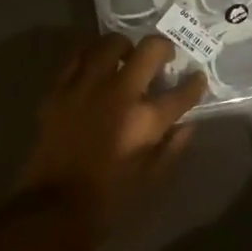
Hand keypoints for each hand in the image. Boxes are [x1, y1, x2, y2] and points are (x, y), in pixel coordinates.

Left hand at [18, 34, 205, 239]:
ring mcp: (86, 86)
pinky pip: (76, 55)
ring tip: (126, 57)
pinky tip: (95, 62)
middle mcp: (118, 94)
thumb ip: (172, 147)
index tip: (196, 78)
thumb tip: (187, 123)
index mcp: (145, 121)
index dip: (194, 83)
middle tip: (163, 58)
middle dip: (164, 48)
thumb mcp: (152, 180)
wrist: (54, 207)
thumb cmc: (110, 199)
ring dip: (125, 46)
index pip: (182, 92)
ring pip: (110, 42)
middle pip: (150, 50)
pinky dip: (90, 53)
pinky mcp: (59, 88)